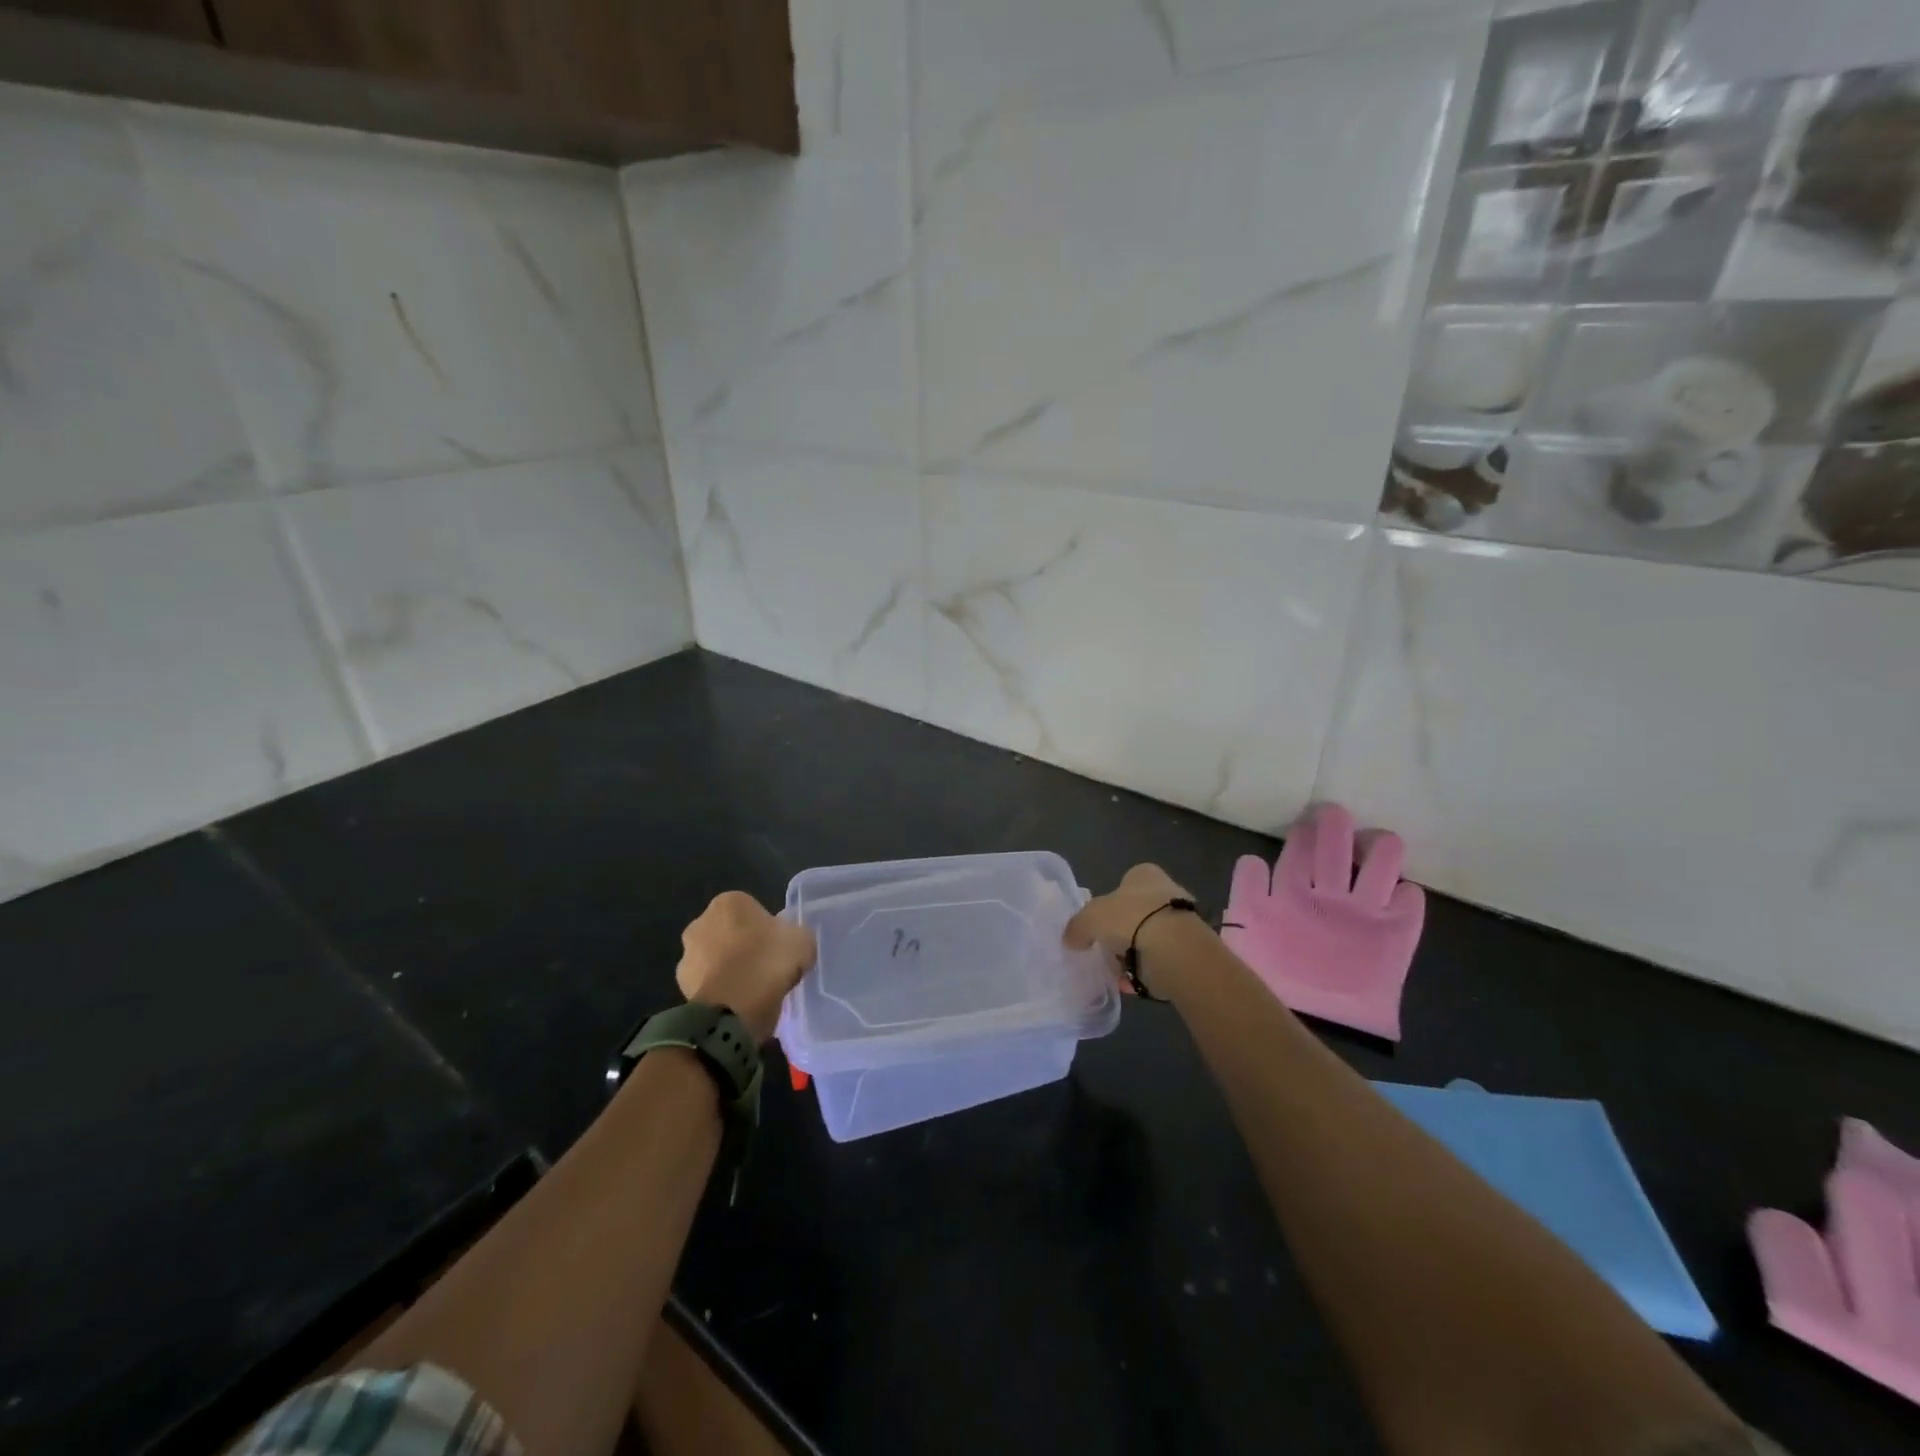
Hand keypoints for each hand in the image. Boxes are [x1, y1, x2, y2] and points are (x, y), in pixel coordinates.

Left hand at [676, 892, 815, 1043]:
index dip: (767, 929)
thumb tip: (790, 941)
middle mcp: (701, 922)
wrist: (734, 1009)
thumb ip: (795, 935)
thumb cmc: (769, 962)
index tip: (778, 948)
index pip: (751, 910)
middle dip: (742, 947)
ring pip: (715, 959)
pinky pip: (708, 985)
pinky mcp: (681, 986)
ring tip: (752, 992)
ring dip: (728, 970)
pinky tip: (738, 1005)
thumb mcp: (802, 941)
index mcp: (729, 902)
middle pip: (729, 932)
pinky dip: (720, 992)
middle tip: (766, 968)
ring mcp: (687, 955)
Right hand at [1064, 864, 1198, 995]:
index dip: (1109, 902)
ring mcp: (1180, 922)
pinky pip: (1159, 961)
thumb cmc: (1131, 919)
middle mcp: (1166, 892)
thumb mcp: (1090, 918)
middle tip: (1104, 948)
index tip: (1098, 923)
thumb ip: (1078, 926)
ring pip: (1148, 937)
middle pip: (1137, 911)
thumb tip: (1071, 939)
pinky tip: (1130, 983)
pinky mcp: (1189, 950)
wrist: (1175, 950)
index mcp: (1144, 874)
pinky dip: (1145, 972)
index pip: (1124, 882)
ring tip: (1115, 971)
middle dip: (1122, 930)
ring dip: (1133, 953)